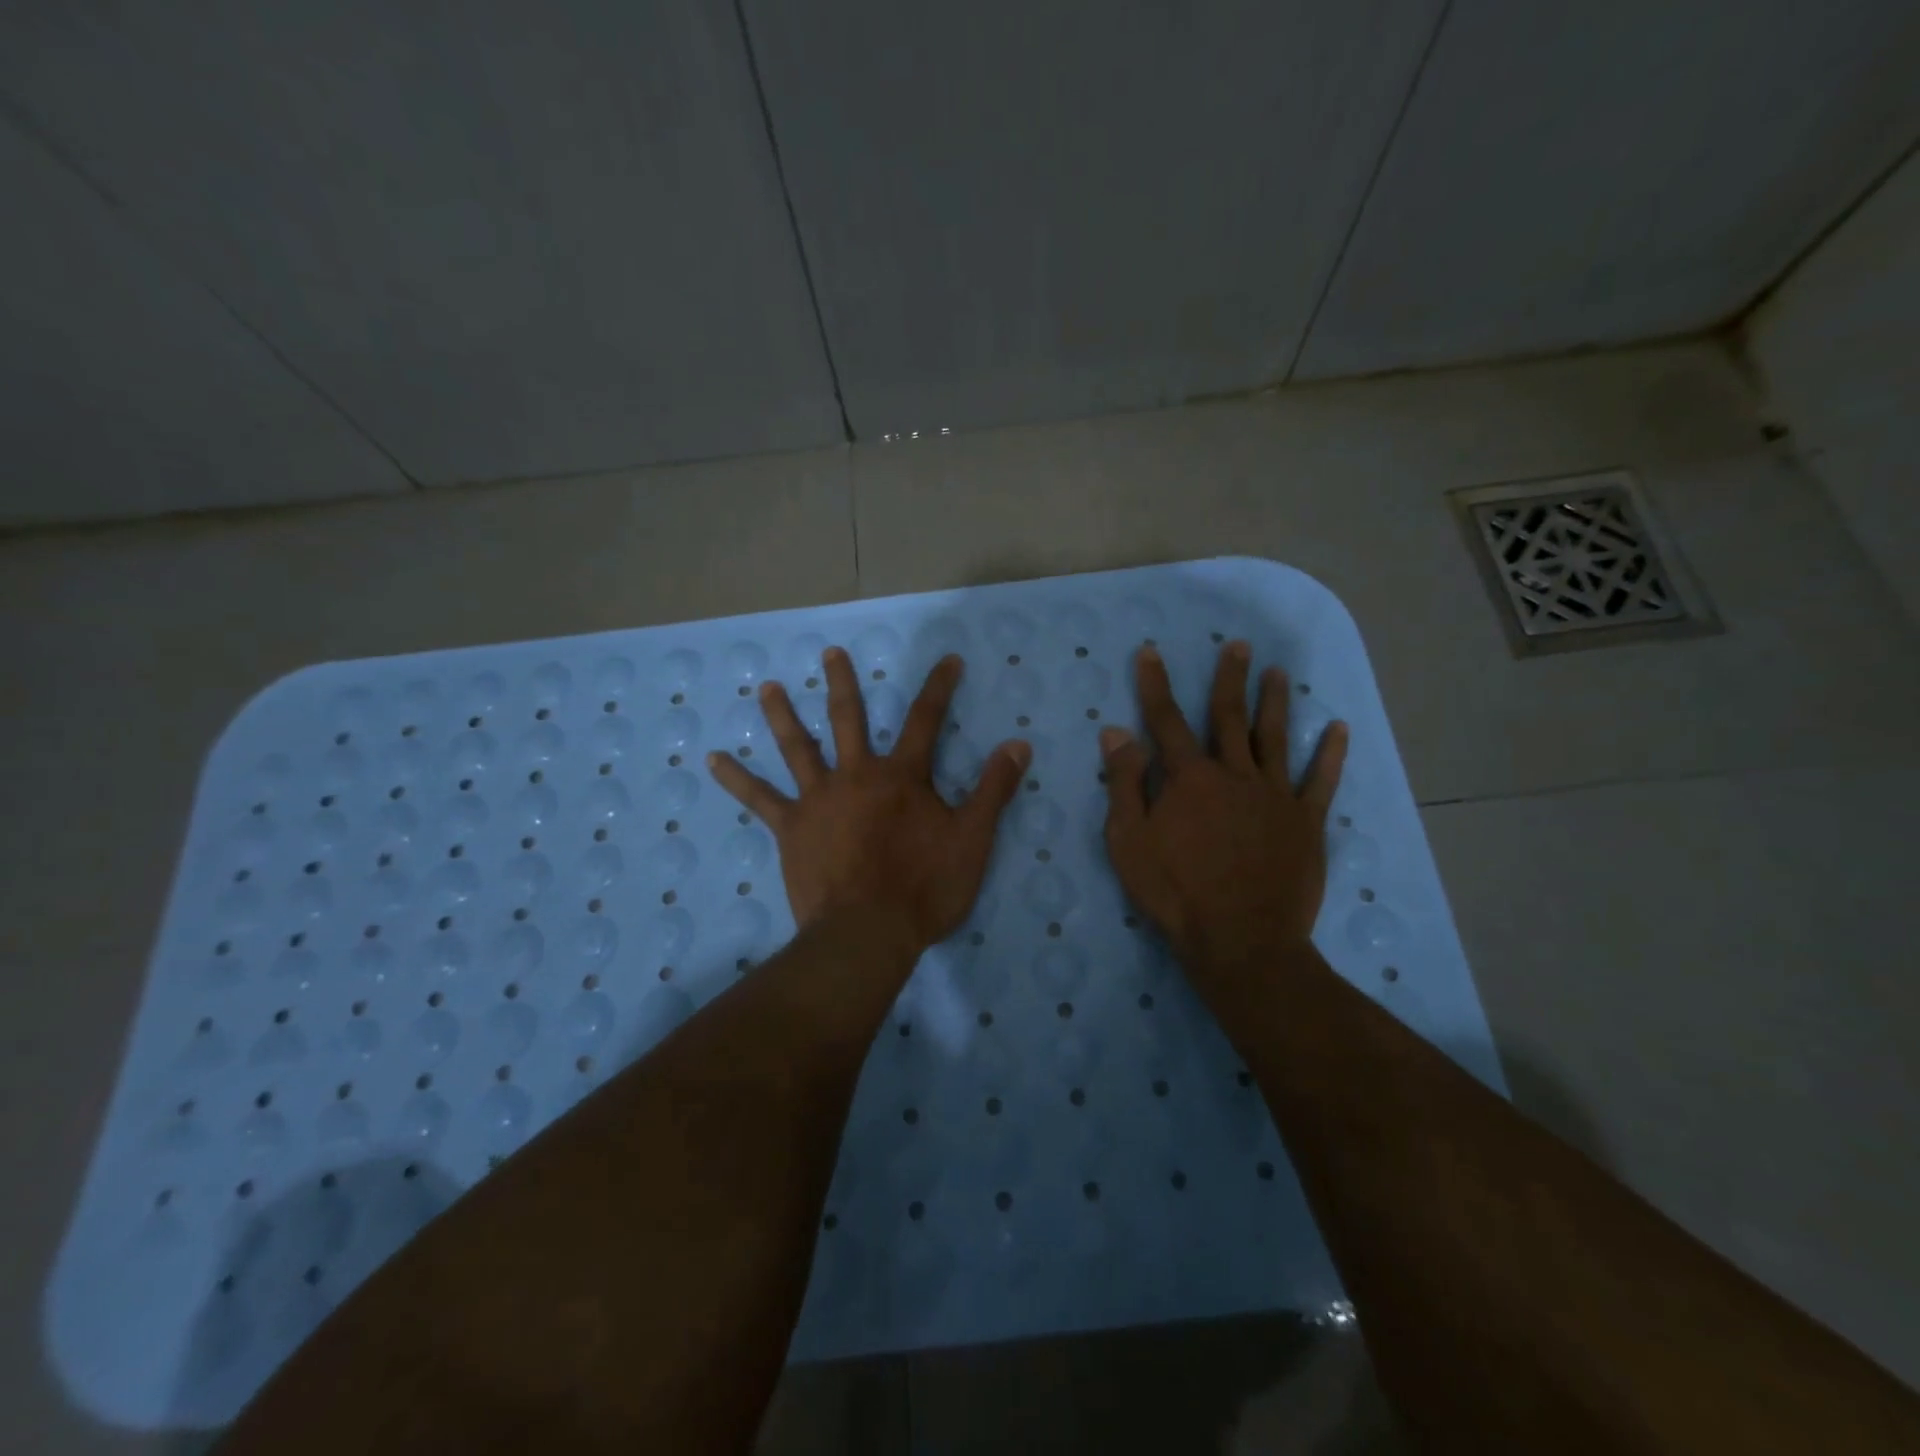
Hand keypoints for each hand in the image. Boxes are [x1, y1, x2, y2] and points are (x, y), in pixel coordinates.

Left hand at [708, 648, 1030, 956]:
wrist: (868, 932)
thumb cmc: (925, 888)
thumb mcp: (973, 839)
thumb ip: (994, 789)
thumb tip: (1019, 744)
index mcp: (902, 777)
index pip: (926, 720)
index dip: (939, 687)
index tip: (948, 660)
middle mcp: (857, 775)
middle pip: (849, 719)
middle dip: (842, 683)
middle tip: (829, 652)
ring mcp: (819, 799)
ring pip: (797, 747)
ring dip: (781, 715)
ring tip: (764, 687)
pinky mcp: (791, 828)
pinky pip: (759, 799)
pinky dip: (736, 778)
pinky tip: (713, 759)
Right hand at [1101, 642, 1347, 999]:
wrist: (1241, 939)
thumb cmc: (1175, 892)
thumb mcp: (1130, 840)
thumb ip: (1125, 783)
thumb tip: (1117, 731)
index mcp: (1189, 778)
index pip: (1167, 721)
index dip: (1156, 685)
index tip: (1152, 651)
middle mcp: (1234, 774)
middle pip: (1229, 717)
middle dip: (1230, 679)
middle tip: (1238, 645)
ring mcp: (1274, 796)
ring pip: (1275, 738)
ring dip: (1276, 702)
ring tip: (1279, 672)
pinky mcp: (1305, 822)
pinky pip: (1320, 781)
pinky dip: (1329, 754)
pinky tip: (1338, 729)